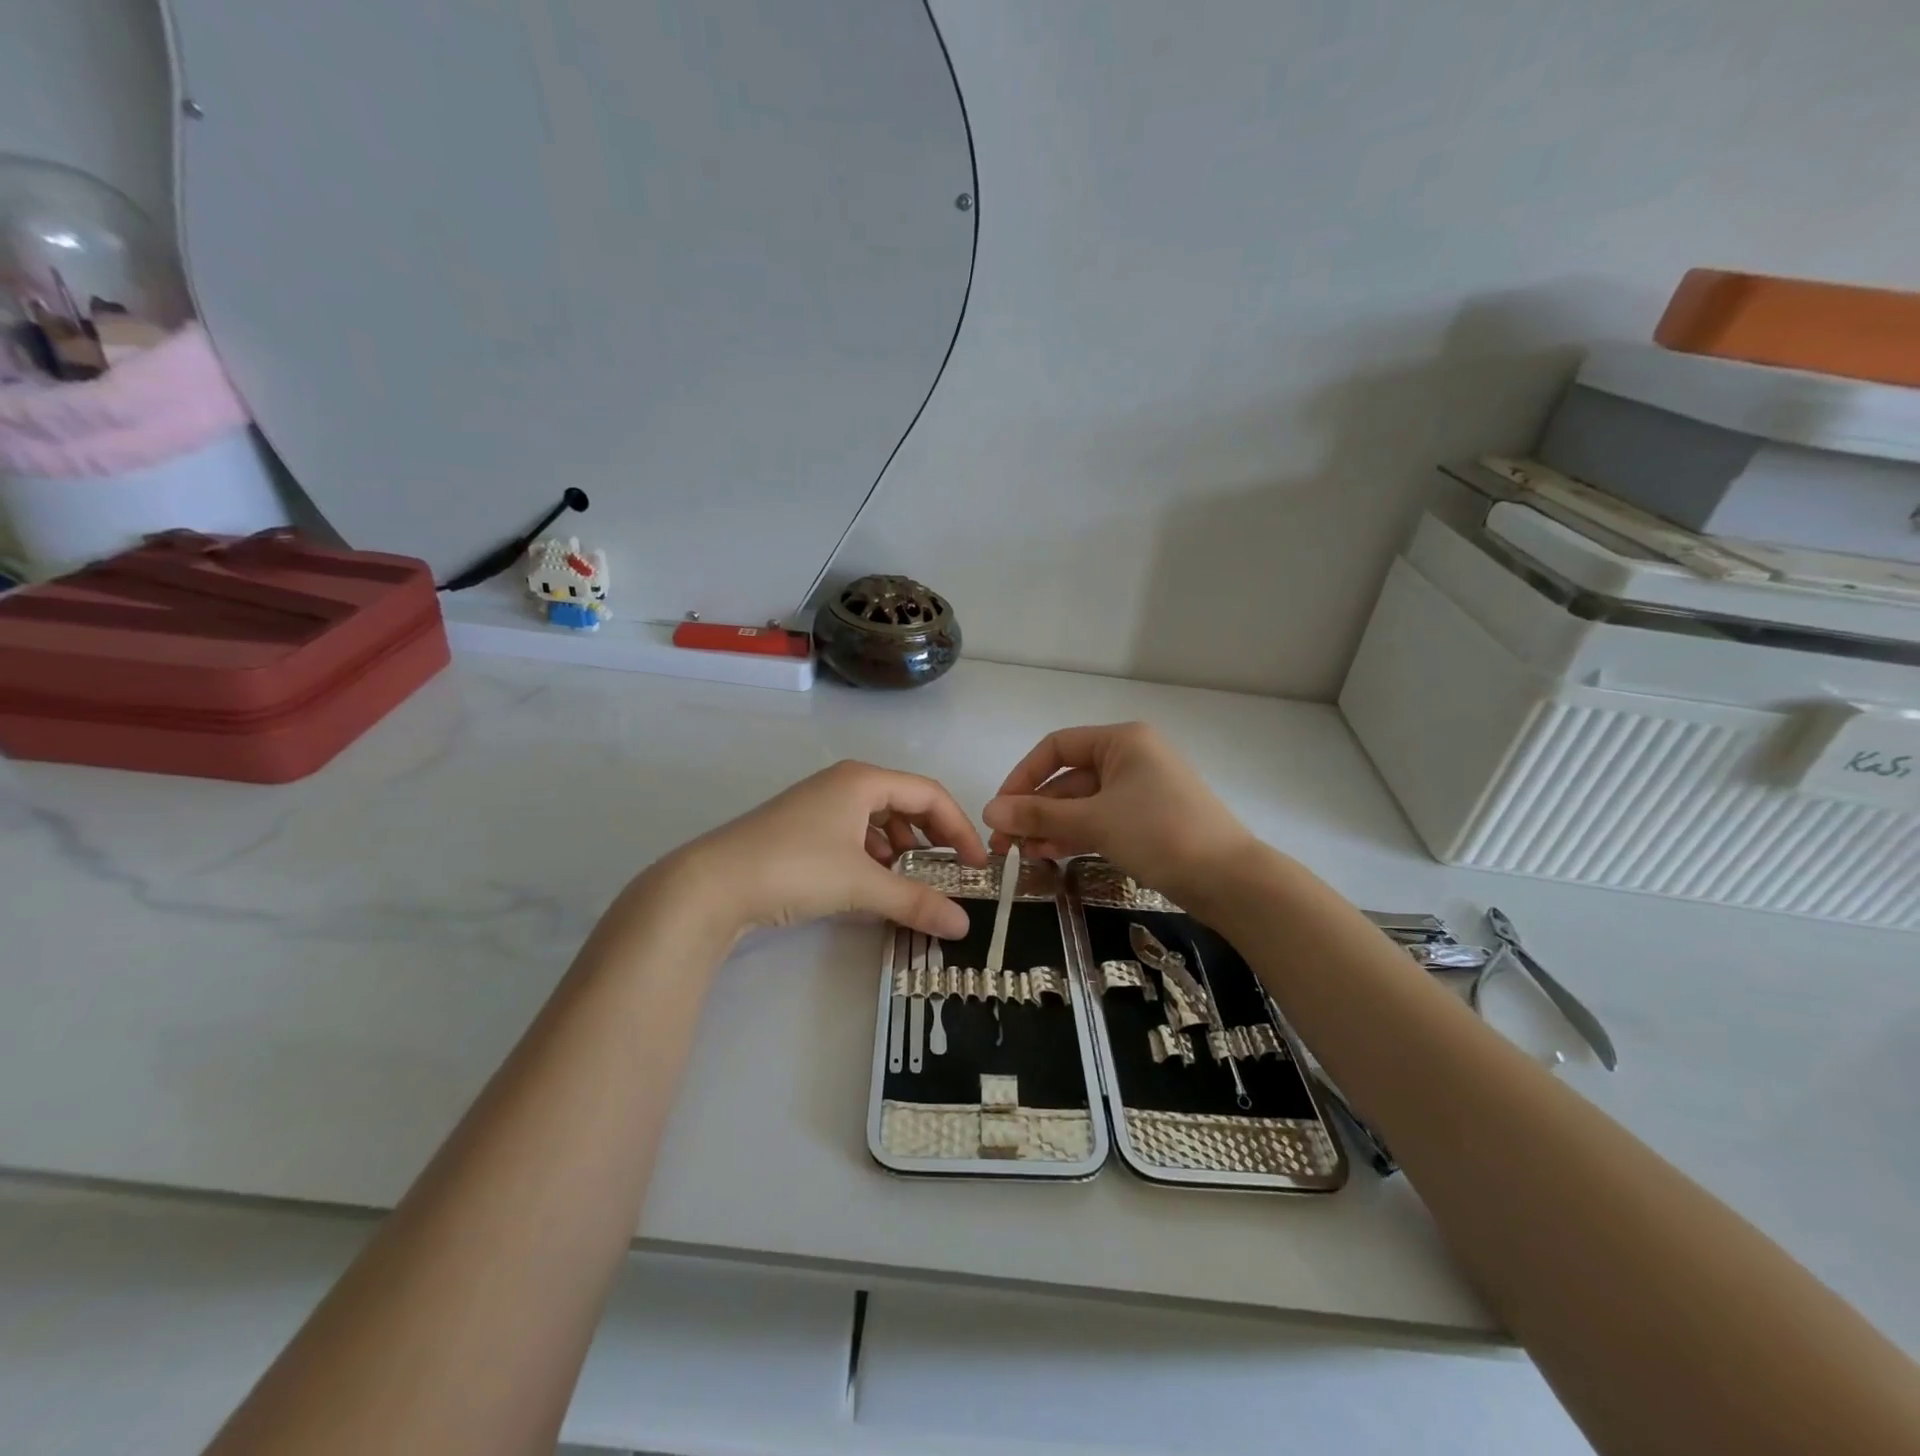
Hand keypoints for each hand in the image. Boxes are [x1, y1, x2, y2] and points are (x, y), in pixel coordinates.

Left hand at [646, 760, 987, 940]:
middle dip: (932, 838)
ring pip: (878, 821)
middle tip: (949, 873)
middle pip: (905, 804)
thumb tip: (963, 925)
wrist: (710, 885)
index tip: (977, 866)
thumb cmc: (794, 868)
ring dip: (901, 850)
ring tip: (910, 882)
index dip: (959, 828)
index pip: (929, 795)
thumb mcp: (861, 884)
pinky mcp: (801, 830)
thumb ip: (915, 901)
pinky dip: (873, 857)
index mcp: (863, 780)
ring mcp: (819, 805)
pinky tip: (872, 884)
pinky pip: (854, 835)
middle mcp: (843, 784)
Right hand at [983, 723, 1257, 906]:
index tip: (1000, 809)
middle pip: (1068, 778)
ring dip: (1051, 826)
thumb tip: (989, 811)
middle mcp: (1132, 757)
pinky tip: (1051, 855)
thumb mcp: (1094, 822)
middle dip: (1035, 809)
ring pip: (1084, 803)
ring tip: (1022, 854)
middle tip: (1005, 843)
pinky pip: (1102, 820)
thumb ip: (1039, 815)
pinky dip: (1076, 835)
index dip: (1023, 776)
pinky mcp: (1149, 820)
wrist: (1230, 880)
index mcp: (1122, 741)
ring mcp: (1142, 790)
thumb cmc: (1160, 833)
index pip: (1057, 747)